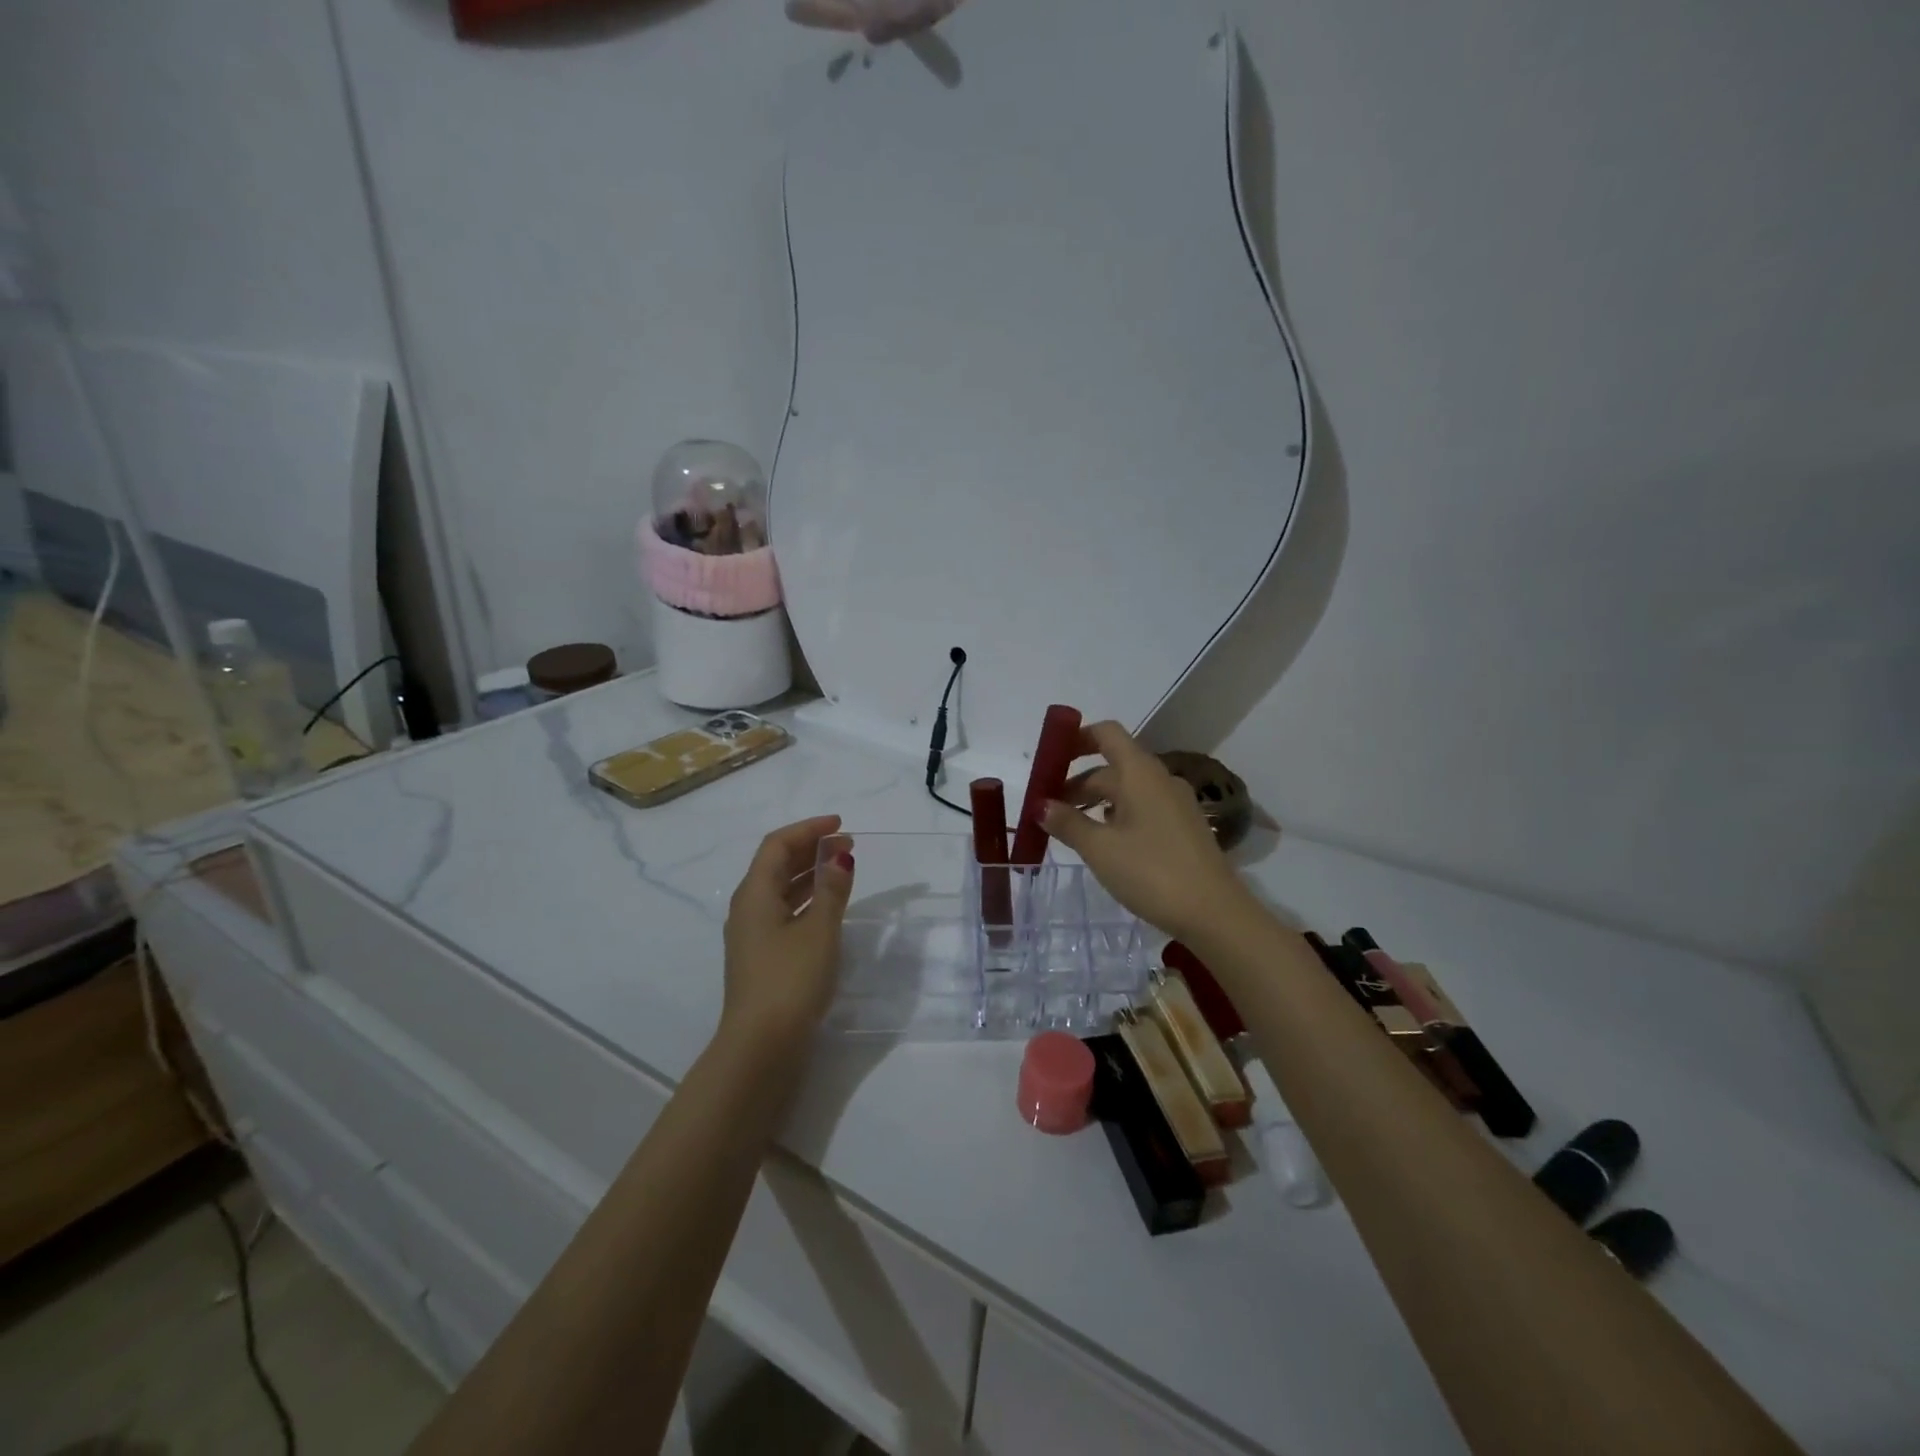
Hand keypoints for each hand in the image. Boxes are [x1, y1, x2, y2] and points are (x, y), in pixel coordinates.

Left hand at [720, 815, 854, 1051]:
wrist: (761, 1048)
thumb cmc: (790, 980)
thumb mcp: (819, 930)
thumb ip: (831, 890)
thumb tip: (839, 857)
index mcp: (754, 894)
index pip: (778, 845)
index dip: (808, 829)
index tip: (841, 825)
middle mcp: (748, 908)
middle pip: (777, 865)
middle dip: (811, 849)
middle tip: (847, 845)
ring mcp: (753, 935)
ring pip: (782, 890)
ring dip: (811, 874)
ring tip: (843, 870)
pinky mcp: (763, 958)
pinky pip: (785, 913)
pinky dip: (808, 900)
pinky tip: (829, 907)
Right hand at [1041, 722, 1250, 942]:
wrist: (1214, 913)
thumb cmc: (1151, 872)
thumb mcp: (1100, 849)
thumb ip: (1067, 823)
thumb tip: (1040, 805)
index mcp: (1140, 773)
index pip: (1107, 734)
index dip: (1077, 738)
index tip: (1051, 758)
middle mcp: (1160, 780)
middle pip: (1112, 767)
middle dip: (1077, 783)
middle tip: (1047, 810)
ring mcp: (1176, 804)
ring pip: (1127, 791)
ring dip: (1096, 803)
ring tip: (1070, 829)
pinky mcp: (1183, 828)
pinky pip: (1143, 809)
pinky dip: (1117, 816)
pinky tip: (1105, 844)